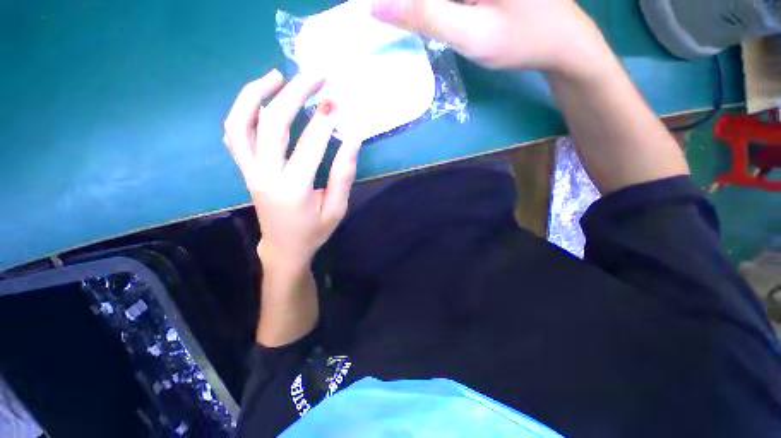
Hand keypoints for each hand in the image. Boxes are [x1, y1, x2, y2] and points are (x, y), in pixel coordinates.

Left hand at [224, 70, 360, 268]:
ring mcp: (250, 171)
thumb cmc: (314, 232)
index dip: (325, 120)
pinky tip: (260, 101)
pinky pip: (235, 135)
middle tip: (315, 77)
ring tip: (277, 76)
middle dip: (294, 95)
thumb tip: (353, 140)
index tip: (338, 100)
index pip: (309, 145)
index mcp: (294, 189)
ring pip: (241, 124)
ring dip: (256, 94)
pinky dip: (244, 112)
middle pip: (271, 124)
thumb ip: (344, 175)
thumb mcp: (337, 209)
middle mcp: (265, 175)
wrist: (283, 248)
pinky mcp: (246, 170)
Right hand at [371, 0, 608, 78]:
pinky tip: (432, 16)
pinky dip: (439, 7)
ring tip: (422, 24)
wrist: (563, 42)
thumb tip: (377, 6)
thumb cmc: (522, 41)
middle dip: (411, 6)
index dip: (401, 3)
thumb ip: (425, 15)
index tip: (376, 11)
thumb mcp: (472, 34)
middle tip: (390, 18)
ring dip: (423, 8)